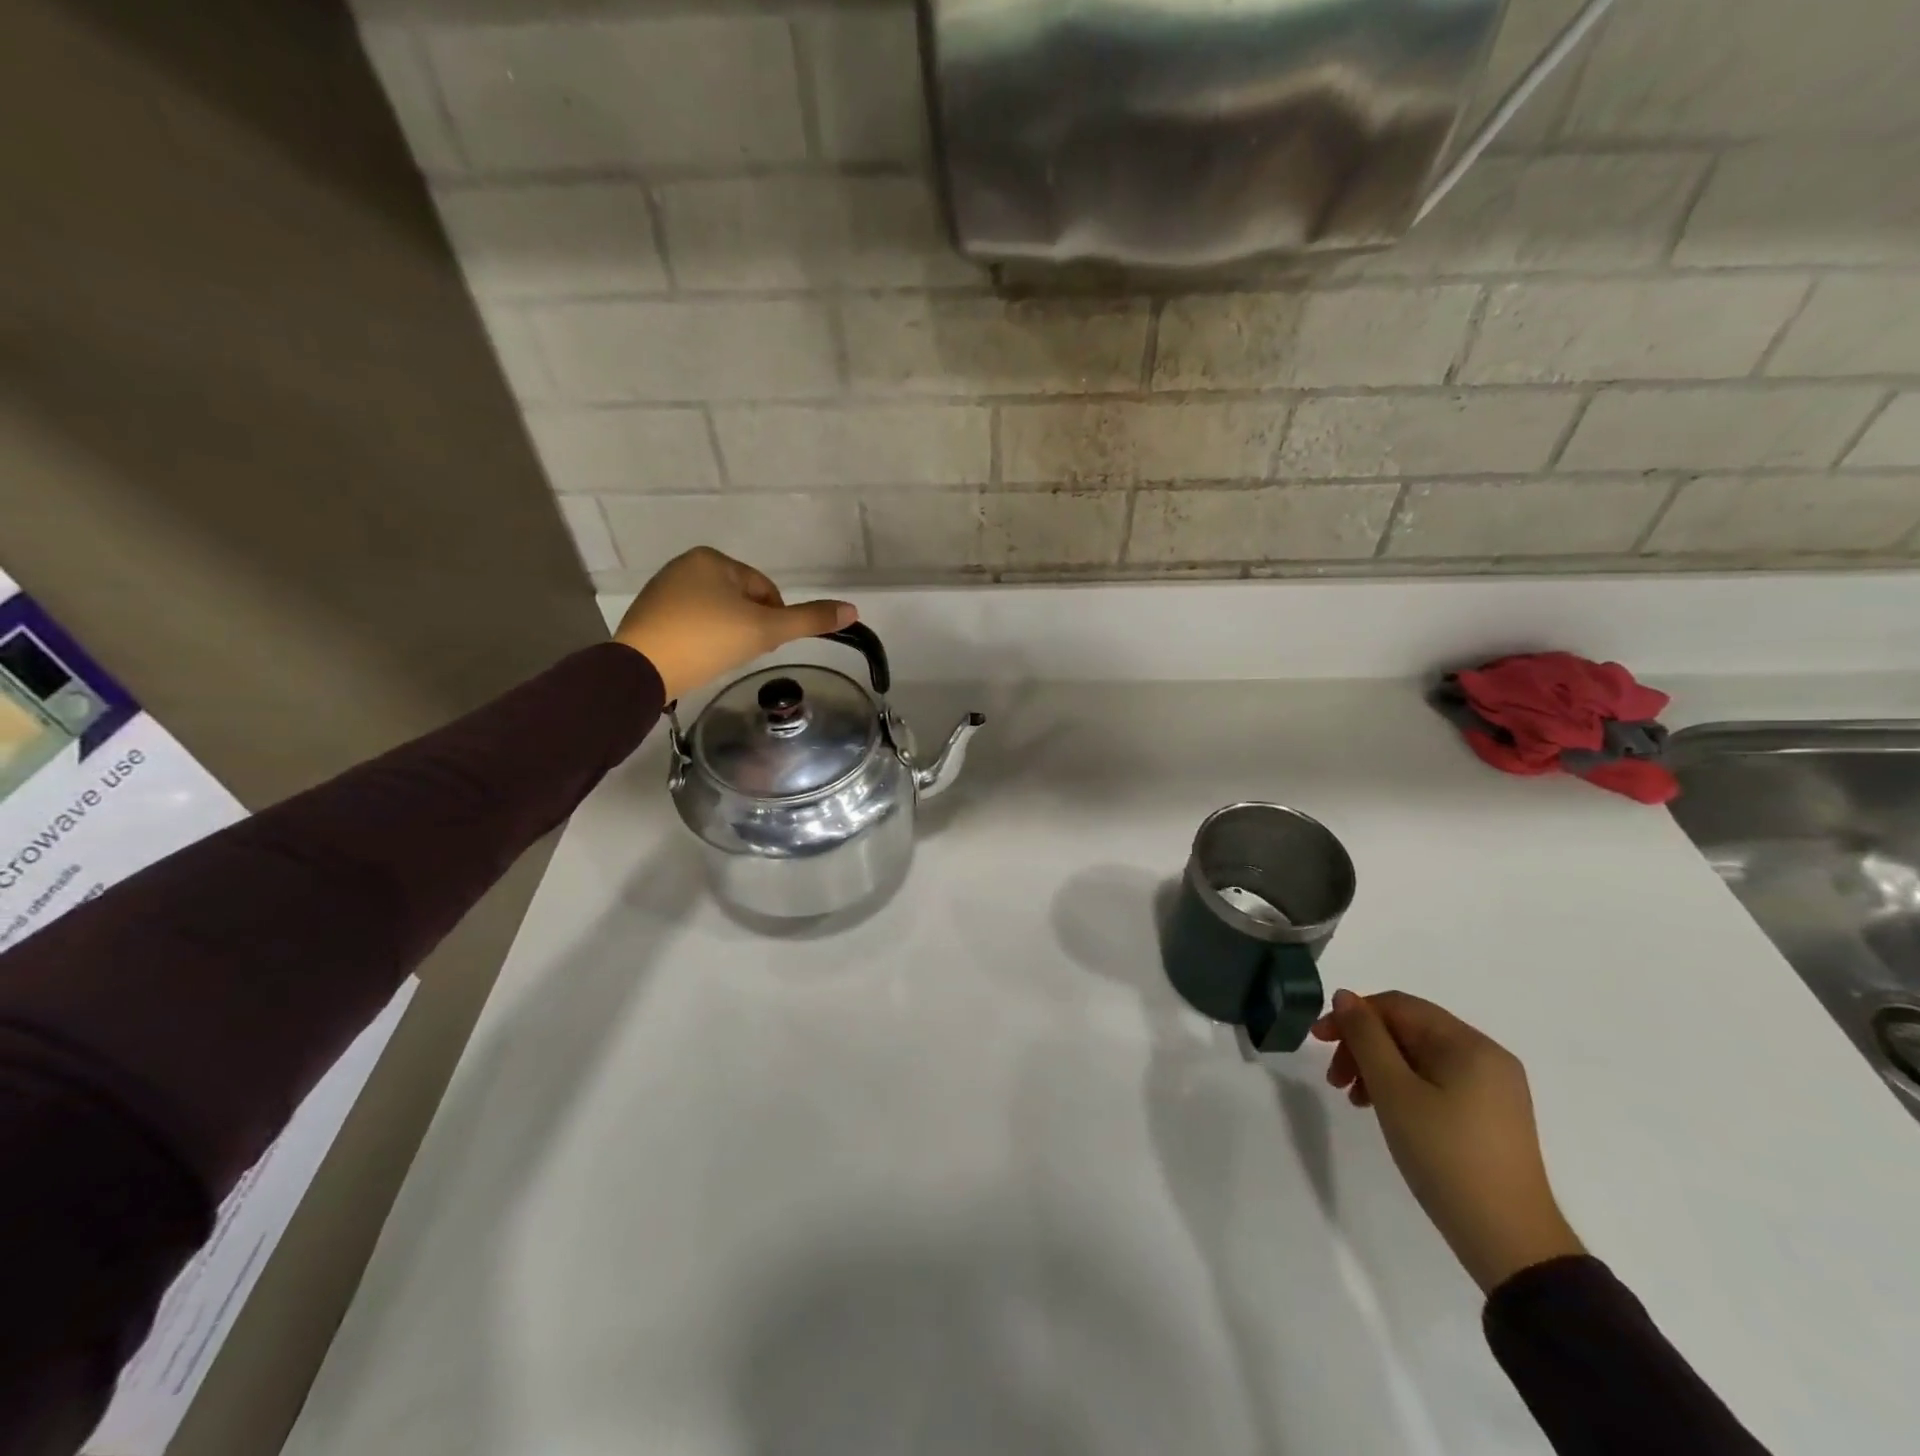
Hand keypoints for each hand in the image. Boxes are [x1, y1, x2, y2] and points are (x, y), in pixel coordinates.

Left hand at [613, 548, 855, 702]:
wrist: (642, 669)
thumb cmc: (707, 640)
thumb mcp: (765, 630)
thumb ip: (808, 620)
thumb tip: (853, 610)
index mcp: (713, 559)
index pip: (765, 590)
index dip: (773, 620)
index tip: (763, 645)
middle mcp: (685, 566)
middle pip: (741, 601)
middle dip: (749, 627)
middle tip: (743, 654)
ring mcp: (663, 590)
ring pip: (717, 613)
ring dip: (728, 635)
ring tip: (721, 659)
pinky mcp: (649, 616)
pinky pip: (692, 624)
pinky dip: (703, 641)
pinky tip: (700, 659)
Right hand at [1312, 989, 1584, 1292]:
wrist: (1510, 1242)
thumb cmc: (1445, 1156)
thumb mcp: (1394, 1091)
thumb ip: (1366, 1037)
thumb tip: (1345, 996)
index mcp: (1469, 1045)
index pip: (1398, 1006)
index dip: (1353, 1016)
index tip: (1318, 1041)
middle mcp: (1487, 1057)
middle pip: (1409, 1030)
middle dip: (1364, 1046)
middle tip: (1334, 1078)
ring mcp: (1493, 1089)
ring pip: (1419, 1057)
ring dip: (1378, 1067)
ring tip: (1354, 1099)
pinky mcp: (1491, 1116)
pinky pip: (1436, 1081)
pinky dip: (1403, 1086)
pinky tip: (1384, 1110)